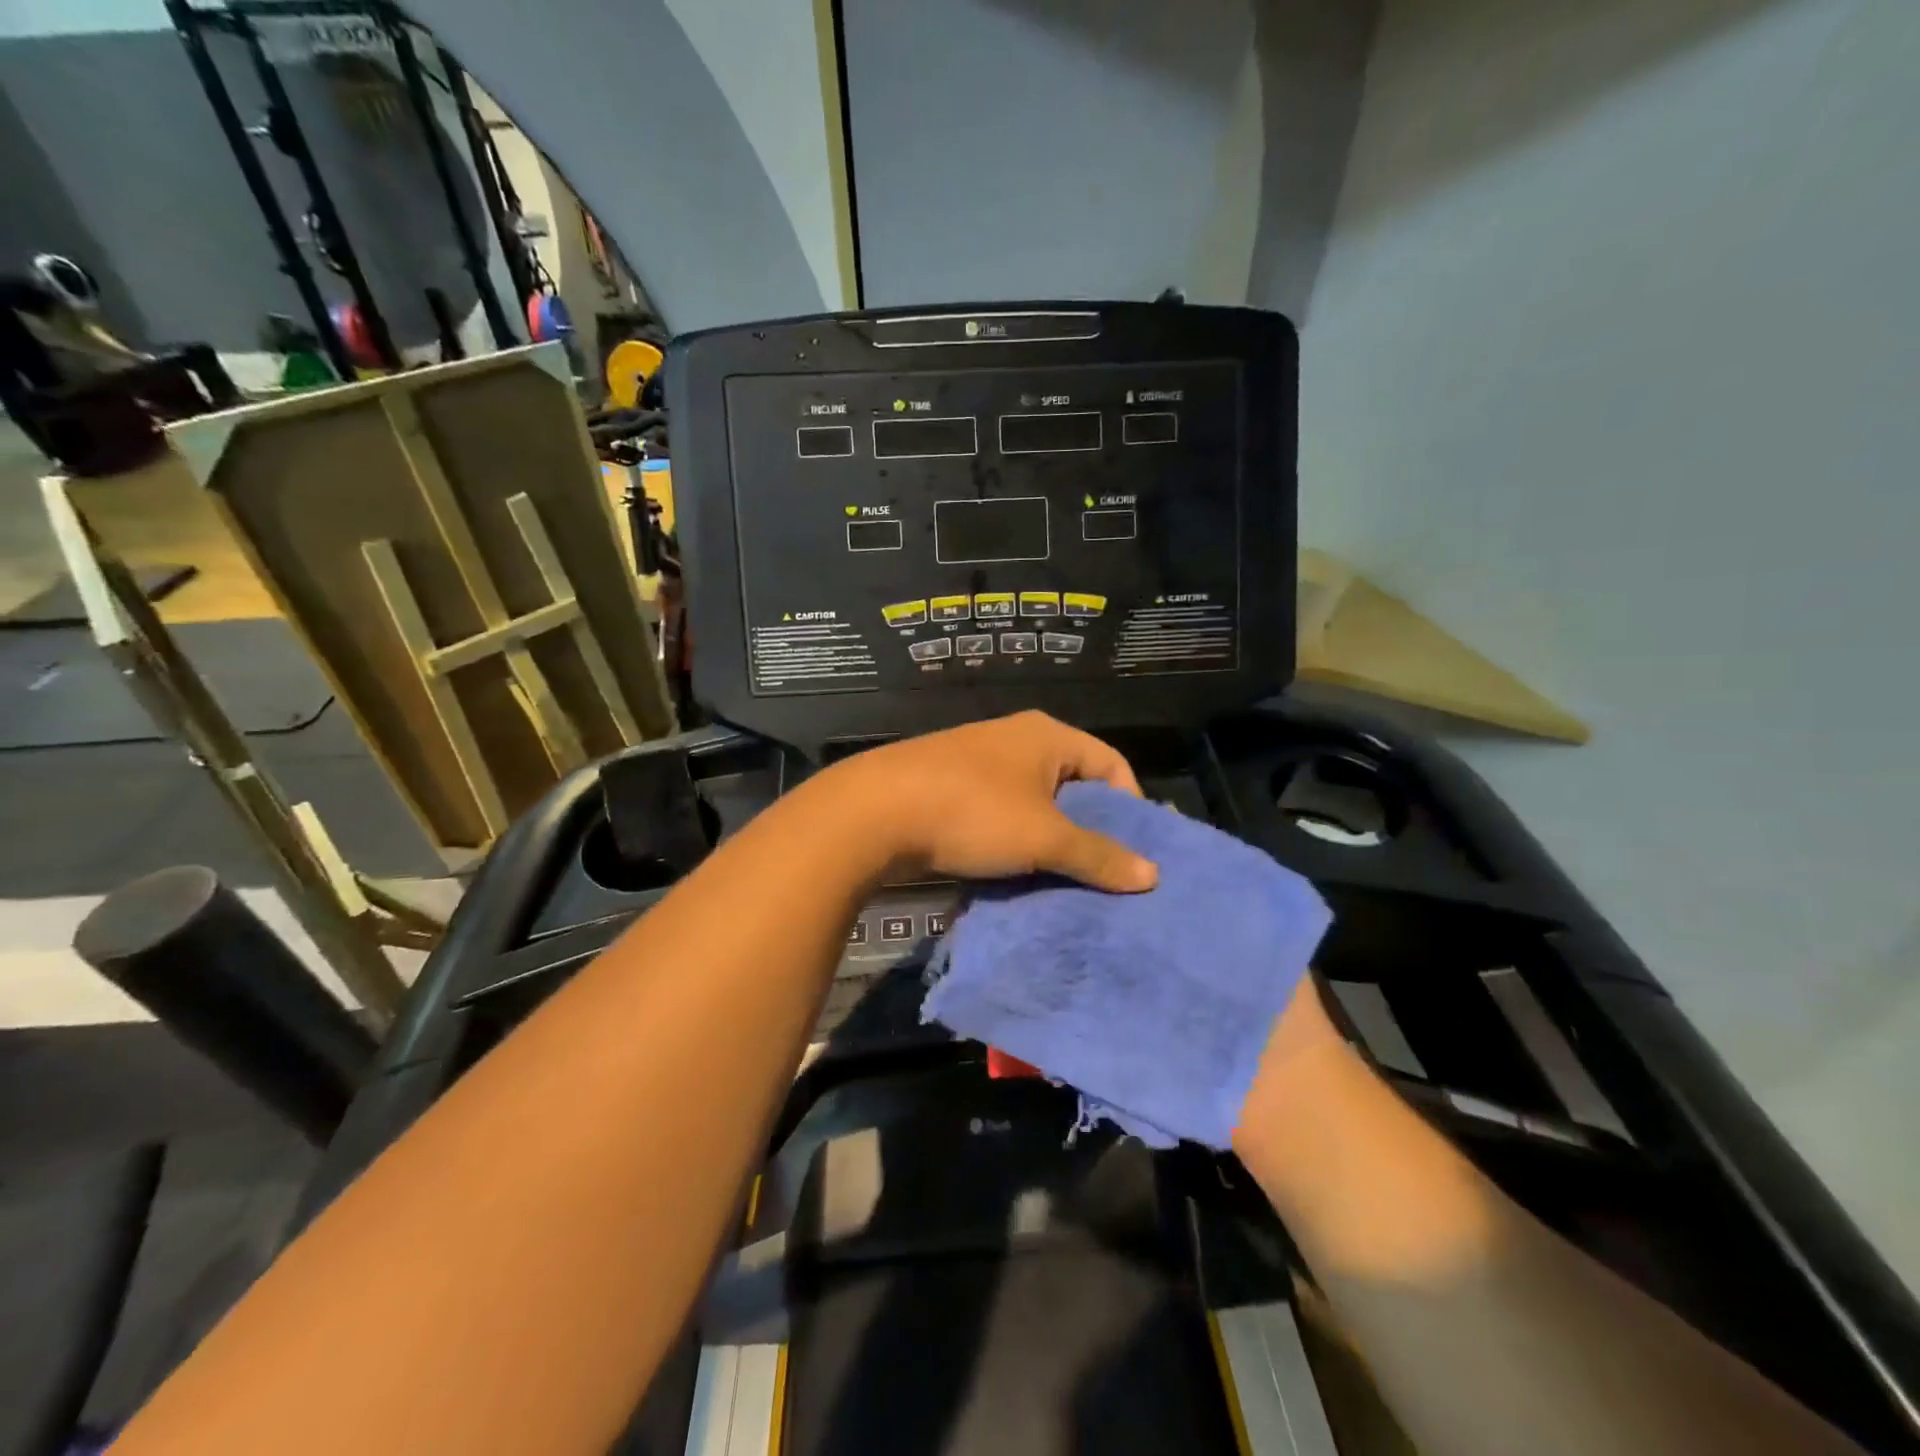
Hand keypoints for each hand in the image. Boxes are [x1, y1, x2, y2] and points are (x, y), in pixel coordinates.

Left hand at [816, 711, 1159, 891]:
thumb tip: (1152, 875)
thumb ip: (1098, 855)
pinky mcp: (948, 786)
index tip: (1131, 852)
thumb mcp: (1044, 838)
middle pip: (1073, 785)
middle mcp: (1015, 739)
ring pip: (1033, 803)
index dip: (1130, 807)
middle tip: (1101, 872)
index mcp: (1047, 736)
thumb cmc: (973, 812)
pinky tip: (1012, 873)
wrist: (874, 812)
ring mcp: (978, 761)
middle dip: (1089, 829)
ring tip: (1058, 879)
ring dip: (1048, 839)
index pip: (1112, 764)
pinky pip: (999, 813)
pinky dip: (1013, 840)